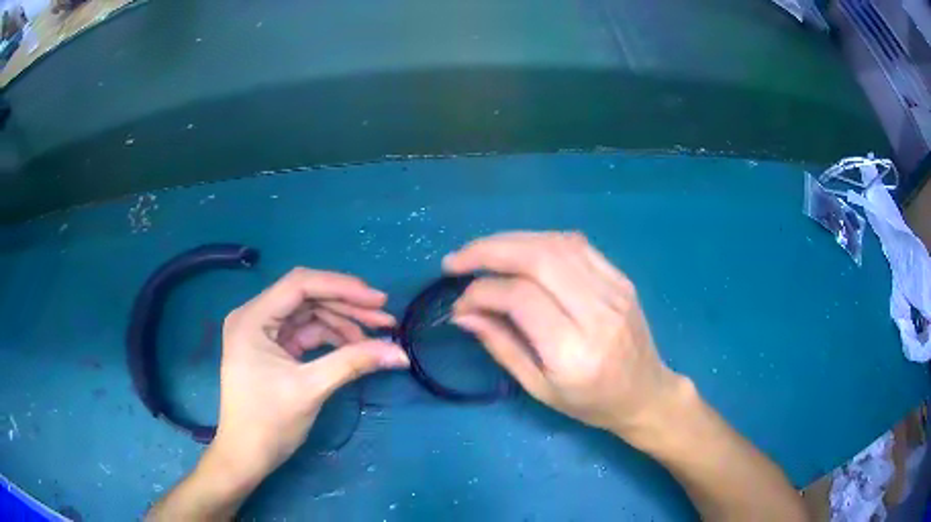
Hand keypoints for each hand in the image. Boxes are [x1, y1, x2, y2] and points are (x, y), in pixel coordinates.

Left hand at [209, 268, 408, 484]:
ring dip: (343, 322)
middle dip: (347, 306)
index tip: (378, 300)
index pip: (300, 285)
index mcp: (252, 318)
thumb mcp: (311, 389)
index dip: (342, 287)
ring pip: (310, 314)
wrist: (247, 455)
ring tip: (376, 336)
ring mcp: (263, 331)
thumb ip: (354, 363)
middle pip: (307, 297)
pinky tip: (355, 347)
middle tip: (385, 319)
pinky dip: (331, 338)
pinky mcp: (273, 347)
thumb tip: (400, 353)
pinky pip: (306, 332)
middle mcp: (254, 316)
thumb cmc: (269, 422)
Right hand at [445, 231, 681, 436]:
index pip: (520, 298)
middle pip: (538, 258)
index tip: (459, 304)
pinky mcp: (621, 278)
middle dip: (488, 250)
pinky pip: (576, 245)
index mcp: (575, 351)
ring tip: (481, 252)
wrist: (646, 393)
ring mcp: (614, 290)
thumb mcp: (539, 388)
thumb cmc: (591, 403)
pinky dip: (540, 240)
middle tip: (457, 260)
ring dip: (511, 240)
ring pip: (556, 243)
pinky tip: (520, 250)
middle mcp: (598, 313)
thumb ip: (501, 346)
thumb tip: (464, 313)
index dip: (481, 292)